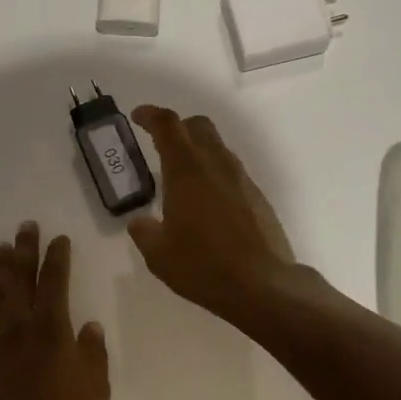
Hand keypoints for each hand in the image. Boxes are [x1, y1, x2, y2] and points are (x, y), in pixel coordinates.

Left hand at [0, 222, 110, 399]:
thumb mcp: (95, 389)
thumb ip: (93, 352)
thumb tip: (88, 326)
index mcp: (51, 330)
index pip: (54, 281)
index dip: (57, 257)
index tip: (59, 239)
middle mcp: (19, 327)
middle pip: (20, 279)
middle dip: (24, 250)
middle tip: (25, 227)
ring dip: (0, 268)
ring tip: (1, 247)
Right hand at [126, 107, 298, 323]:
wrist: (263, 285)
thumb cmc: (203, 266)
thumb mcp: (159, 255)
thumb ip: (145, 232)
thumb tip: (140, 222)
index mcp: (186, 171)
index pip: (168, 125)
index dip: (151, 115)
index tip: (138, 116)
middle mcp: (216, 165)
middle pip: (198, 126)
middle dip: (178, 128)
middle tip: (161, 145)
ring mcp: (242, 179)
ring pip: (218, 147)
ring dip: (198, 151)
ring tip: (183, 178)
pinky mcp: (258, 197)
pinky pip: (232, 172)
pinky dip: (215, 174)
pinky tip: (208, 203)